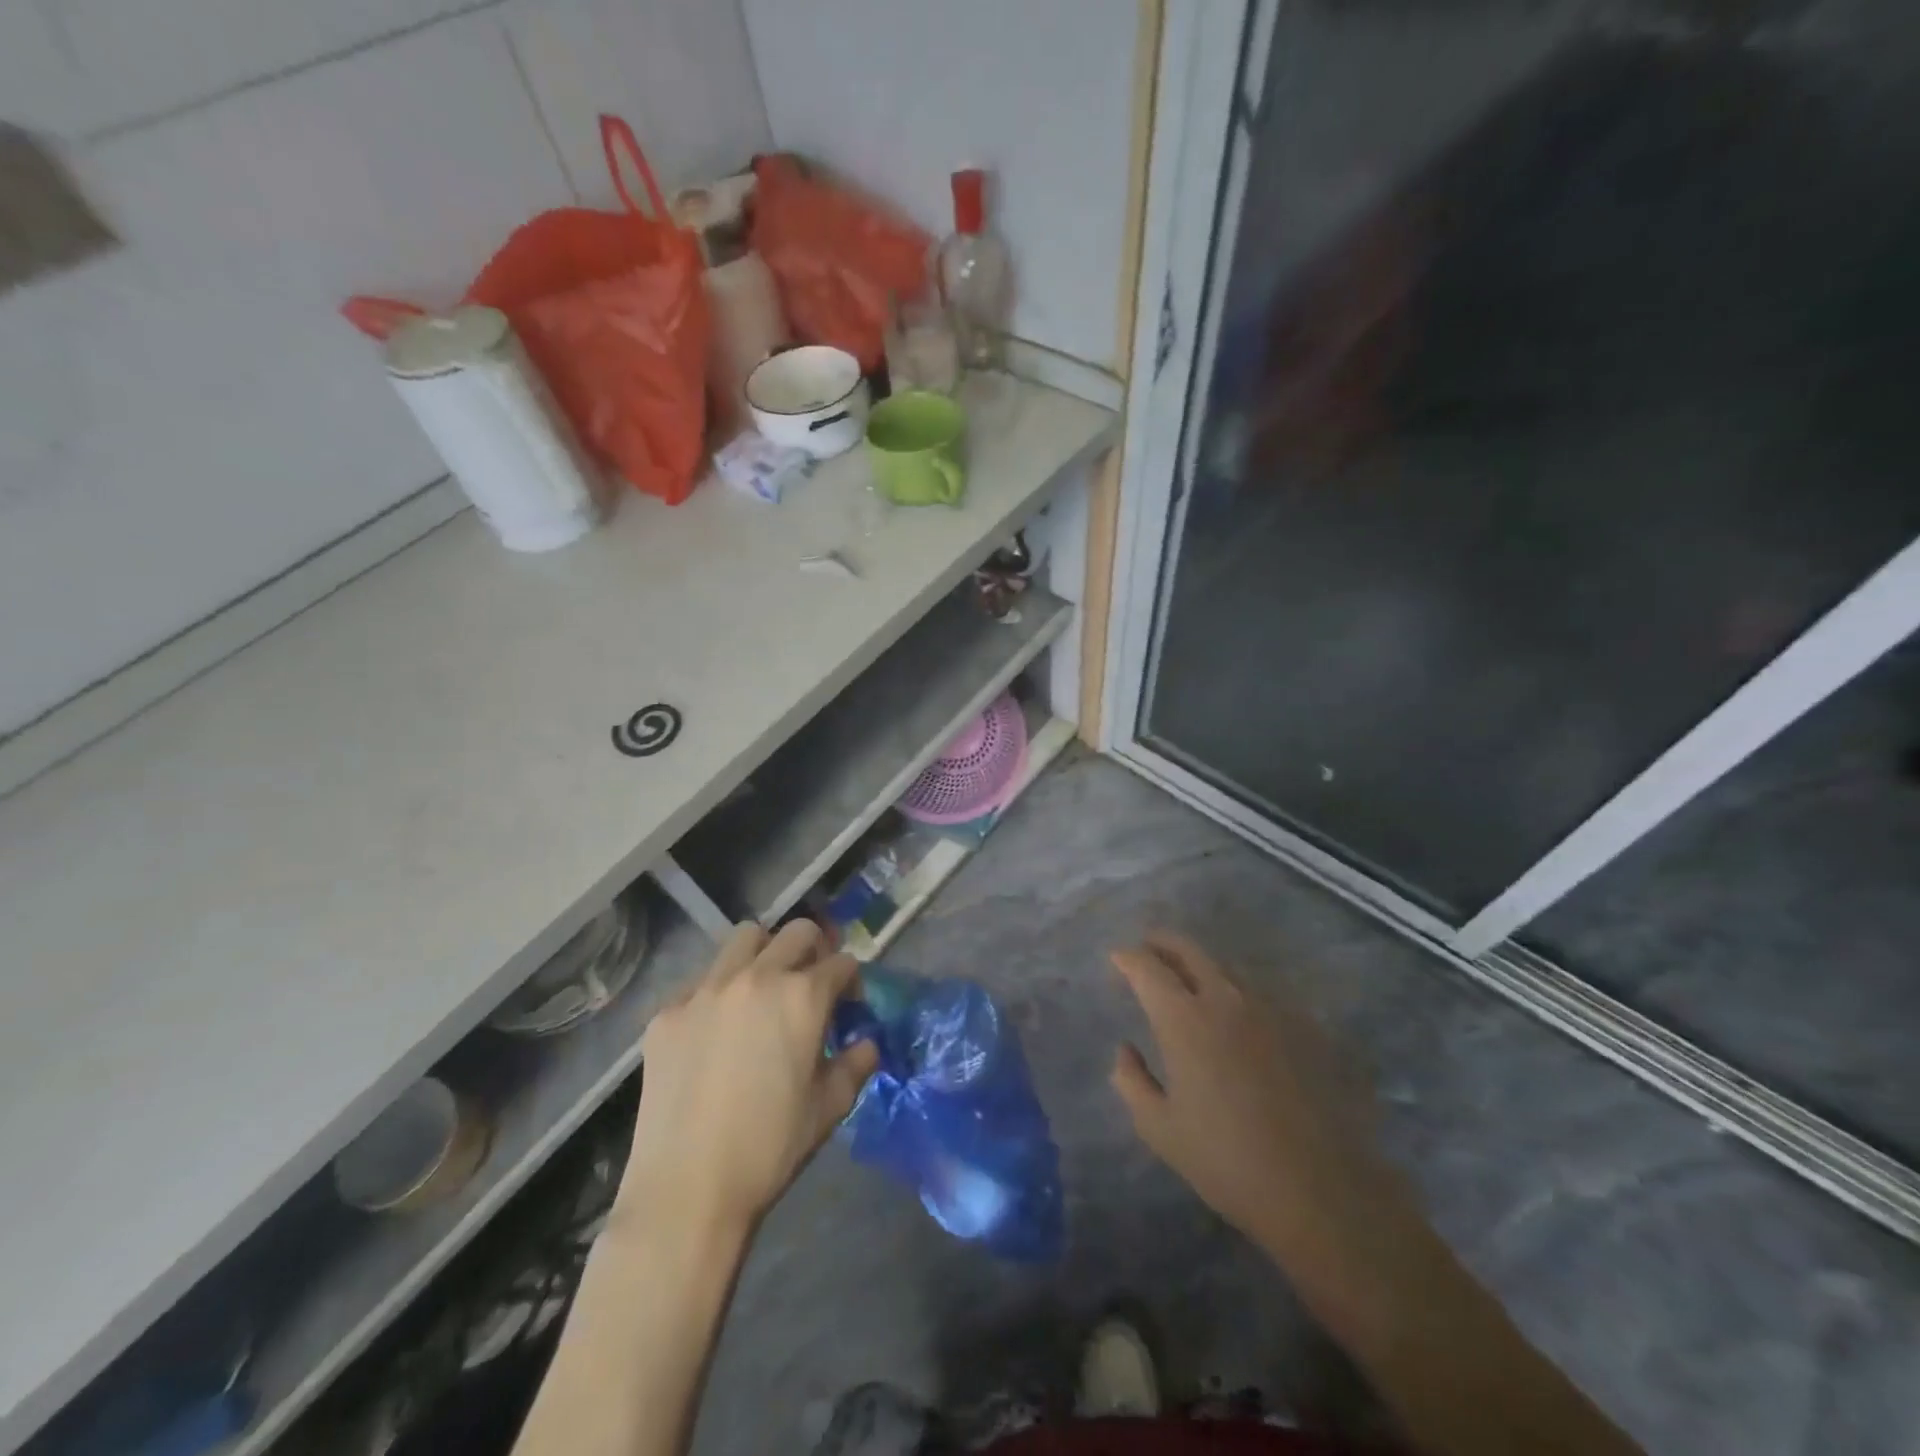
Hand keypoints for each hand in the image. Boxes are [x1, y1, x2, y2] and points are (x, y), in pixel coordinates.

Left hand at [621, 921, 878, 1238]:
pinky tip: (717, 1030)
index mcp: (803, 997)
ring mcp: (707, 990)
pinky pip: (702, 980)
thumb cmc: (770, 1147)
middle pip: (798, 932)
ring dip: (765, 953)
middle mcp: (757, 977)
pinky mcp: (669, 1011)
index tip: (848, 1005)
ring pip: (745, 938)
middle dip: (815, 950)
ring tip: (764, 989)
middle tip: (812, 983)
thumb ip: (856, 1064)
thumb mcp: (830, 1108)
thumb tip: (866, 1043)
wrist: (687, 1189)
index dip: (851, 982)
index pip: (841, 963)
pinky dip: (720, 991)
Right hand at [1110, 931, 1406, 1259]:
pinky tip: (1238, 1014)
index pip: (1146, 967)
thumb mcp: (1159, 1129)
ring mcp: (1269, 1007)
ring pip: (1226, 966)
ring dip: (1200, 965)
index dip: (1127, 958)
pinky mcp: (1304, 1025)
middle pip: (1188, 949)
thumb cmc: (1227, 1161)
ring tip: (1190, 981)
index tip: (1117, 959)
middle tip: (1148, 949)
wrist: (1321, 1190)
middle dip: (1161, 943)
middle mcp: (1224, 998)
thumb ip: (1132, 1082)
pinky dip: (1237, 991)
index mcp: (1183, 1019)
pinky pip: (1261, 992)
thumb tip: (1126, 1049)